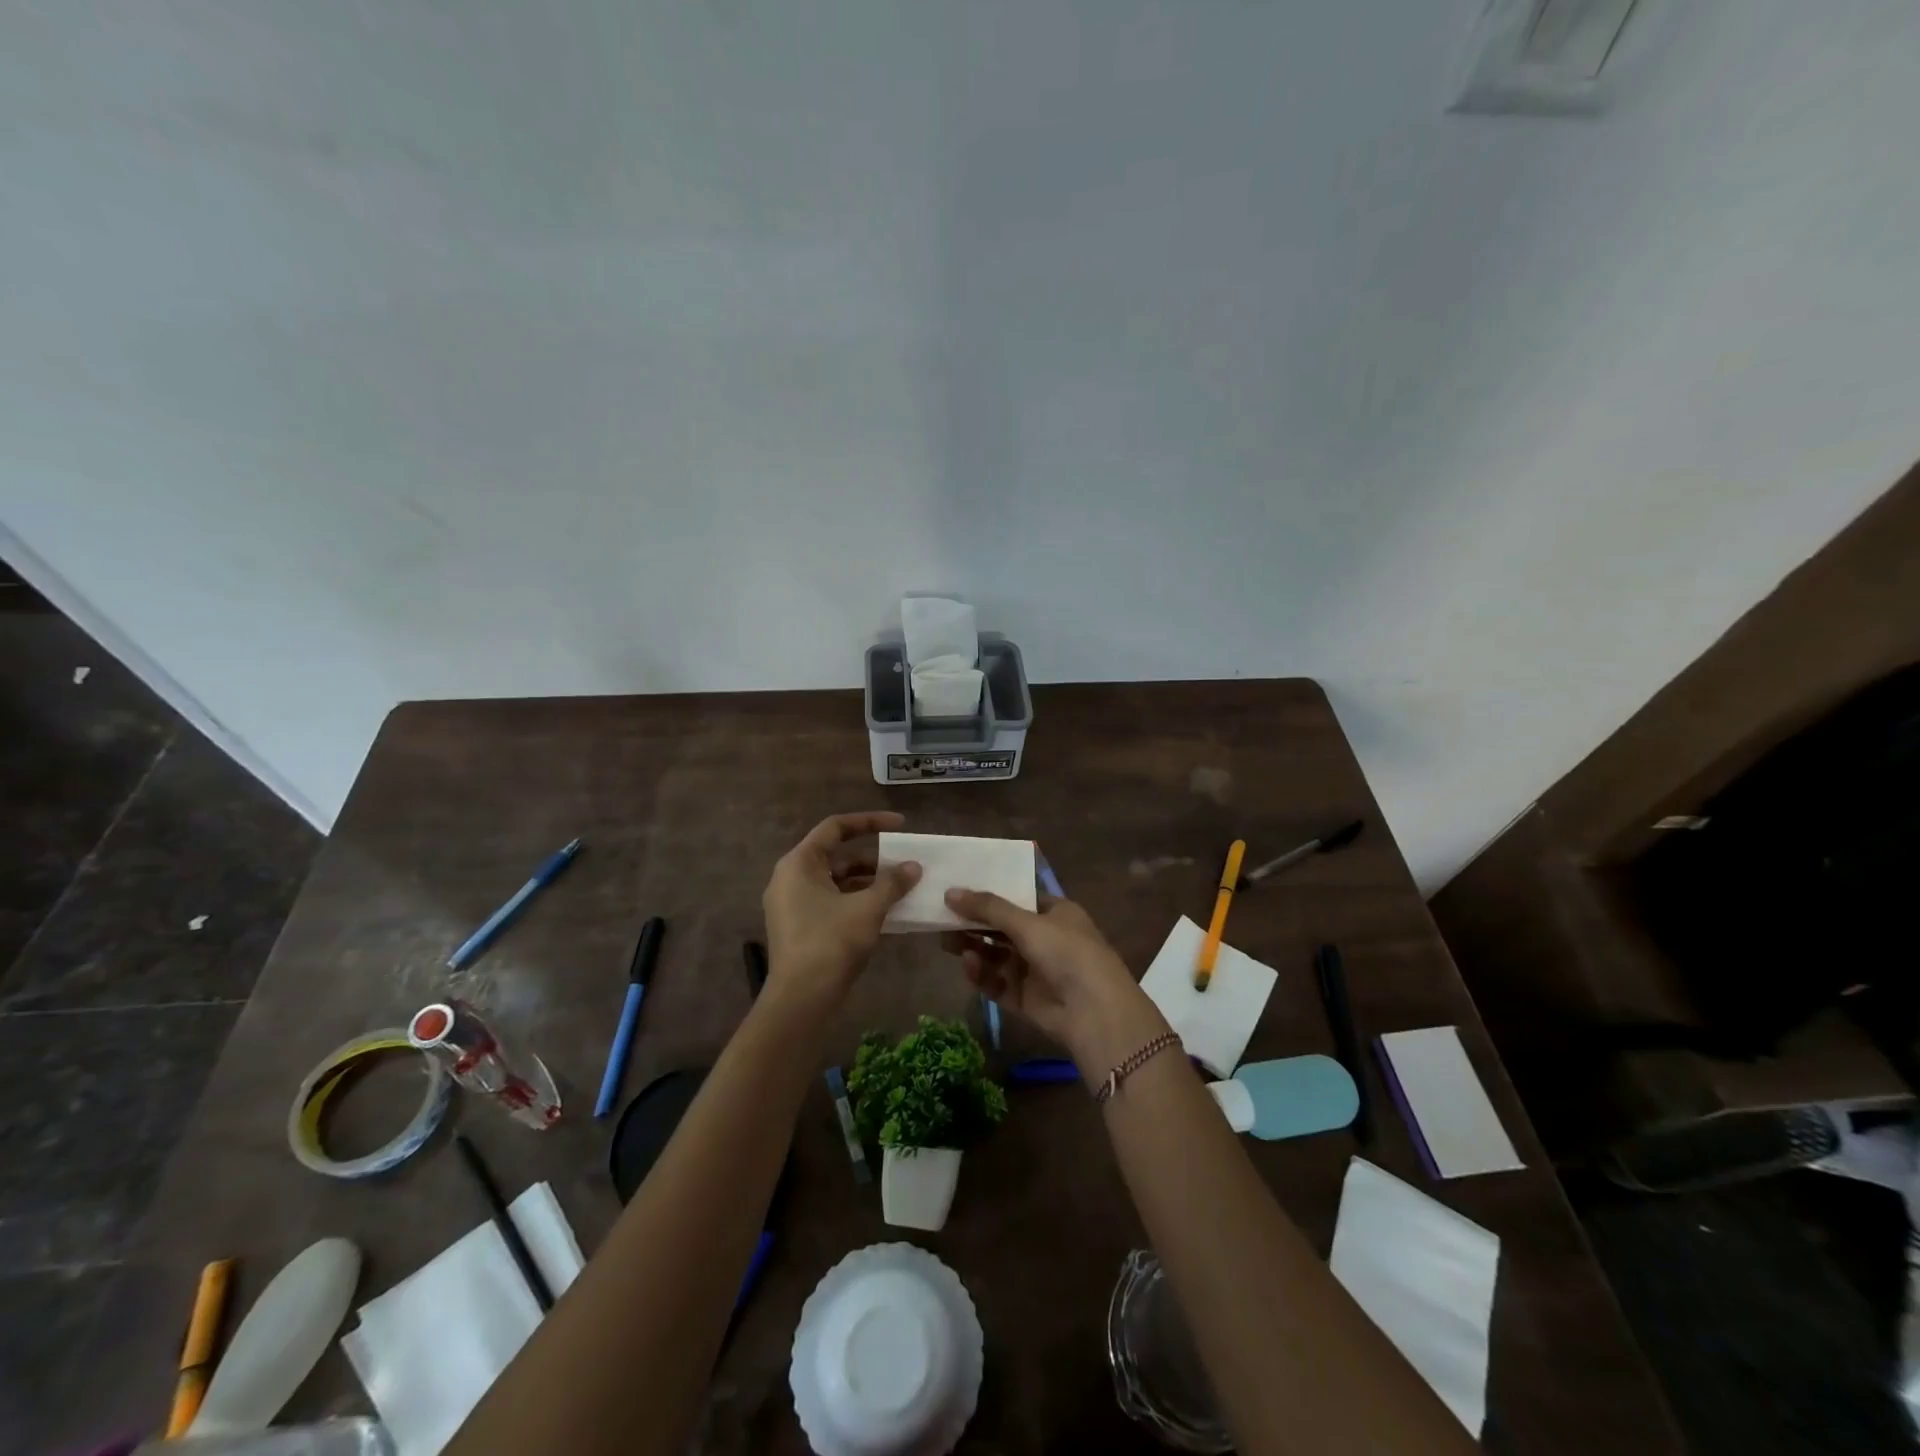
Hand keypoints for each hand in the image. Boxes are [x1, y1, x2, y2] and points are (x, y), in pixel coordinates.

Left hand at [762, 812, 919, 1010]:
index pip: (836, 827)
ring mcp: (792, 904)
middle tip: (904, 862)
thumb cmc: (831, 943)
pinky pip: (831, 902)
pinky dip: (856, 901)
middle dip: (873, 858)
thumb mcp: (868, 908)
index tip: (900, 825)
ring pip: (836, 881)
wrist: (800, 1000)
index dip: (870, 822)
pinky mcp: (799, 927)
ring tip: (901, 888)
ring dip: (868, 882)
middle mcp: (790, 878)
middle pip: (837, 855)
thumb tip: (914, 866)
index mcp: (799, 863)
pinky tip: (885, 911)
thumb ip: (892, 883)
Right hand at [942, 890, 1169, 1074]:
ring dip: (974, 948)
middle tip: (941, 920)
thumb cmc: (1066, 952)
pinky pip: (997, 982)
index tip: (957, 892)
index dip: (988, 895)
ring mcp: (1035, 970)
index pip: (1017, 898)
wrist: (1094, 1012)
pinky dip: (982, 974)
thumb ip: (988, 908)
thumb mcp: (1027, 922)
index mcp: (1055, 913)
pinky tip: (968, 965)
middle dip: (974, 924)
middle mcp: (1045, 939)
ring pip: (996, 956)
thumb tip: (950, 892)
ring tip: (947, 943)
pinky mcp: (1025, 999)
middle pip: (1002, 928)